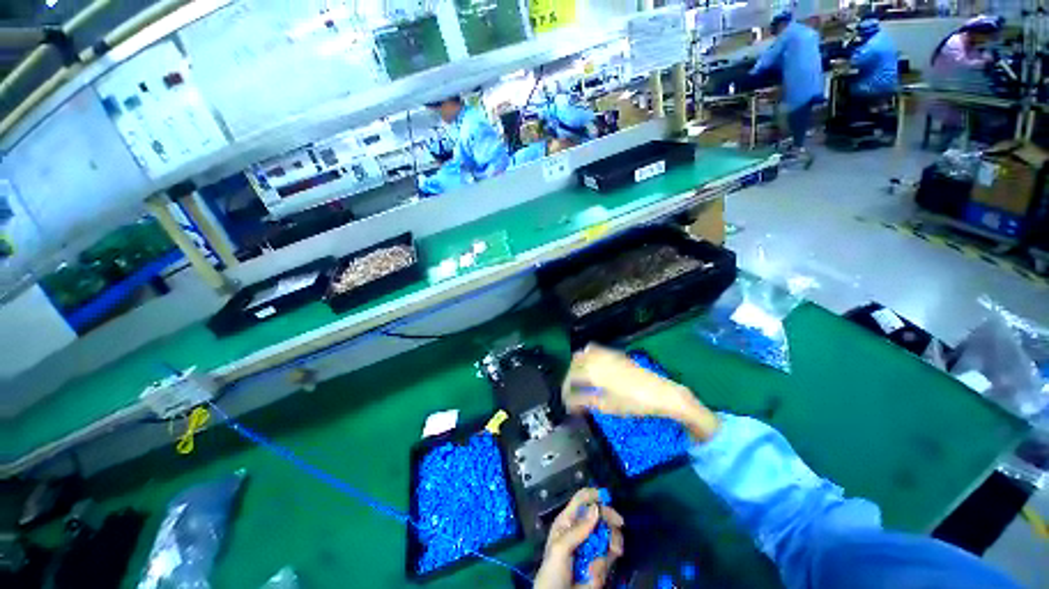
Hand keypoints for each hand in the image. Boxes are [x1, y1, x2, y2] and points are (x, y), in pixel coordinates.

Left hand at [534, 488, 623, 588]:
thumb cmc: (552, 573)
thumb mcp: (559, 549)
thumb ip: (578, 530)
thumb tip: (596, 508)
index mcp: (567, 522)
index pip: (581, 500)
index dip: (593, 494)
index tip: (606, 496)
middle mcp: (581, 531)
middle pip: (599, 515)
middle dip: (609, 519)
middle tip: (619, 523)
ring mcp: (591, 547)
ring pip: (609, 535)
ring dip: (611, 543)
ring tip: (612, 552)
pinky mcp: (600, 564)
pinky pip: (610, 557)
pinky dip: (605, 565)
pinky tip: (593, 575)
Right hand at [561, 345, 719, 440]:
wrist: (661, 393)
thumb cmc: (633, 402)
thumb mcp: (606, 405)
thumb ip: (584, 402)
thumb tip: (569, 404)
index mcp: (592, 370)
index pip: (571, 377)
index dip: (566, 390)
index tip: (566, 402)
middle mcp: (597, 358)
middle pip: (575, 363)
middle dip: (570, 376)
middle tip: (571, 392)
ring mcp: (607, 354)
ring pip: (583, 353)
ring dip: (578, 365)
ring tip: (580, 381)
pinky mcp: (616, 354)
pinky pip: (594, 350)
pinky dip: (588, 358)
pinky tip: (593, 370)